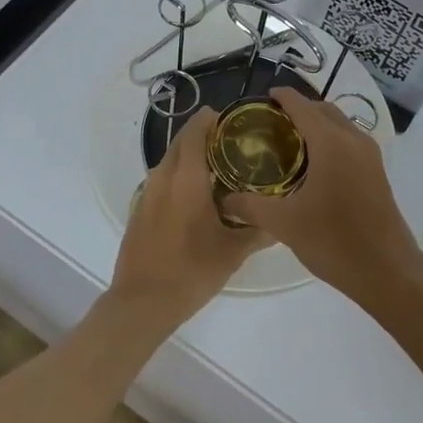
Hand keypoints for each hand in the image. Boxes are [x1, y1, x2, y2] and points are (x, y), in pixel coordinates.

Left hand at [109, 107, 269, 332]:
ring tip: (219, 168)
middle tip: (231, 142)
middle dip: (202, 135)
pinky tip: (197, 197)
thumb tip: (283, 222)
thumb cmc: (191, 271)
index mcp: (186, 178)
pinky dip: (179, 177)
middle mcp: (163, 177)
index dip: (211, 120)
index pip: (196, 132)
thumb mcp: (233, 252)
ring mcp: (147, 193)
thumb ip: (259, 231)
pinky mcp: (139, 210)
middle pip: (181, 142)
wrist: (141, 302)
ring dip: (190, 157)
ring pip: (170, 161)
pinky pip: (162, 181)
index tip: (231, 119)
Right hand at [221, 88, 422, 303]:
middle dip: (298, 109)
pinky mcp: (377, 172)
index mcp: (331, 143)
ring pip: (339, 124)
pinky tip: (313, 164)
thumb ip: (251, 206)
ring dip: (316, 124)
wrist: (387, 271)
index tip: (261, 99)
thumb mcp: (284, 224)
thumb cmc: (333, 241)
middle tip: (270, 123)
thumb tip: (225, 199)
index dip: (281, 97)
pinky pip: (349, 141)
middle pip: (323, 110)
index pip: (301, 106)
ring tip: (289, 141)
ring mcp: (370, 155)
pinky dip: (330, 139)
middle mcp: (353, 139)